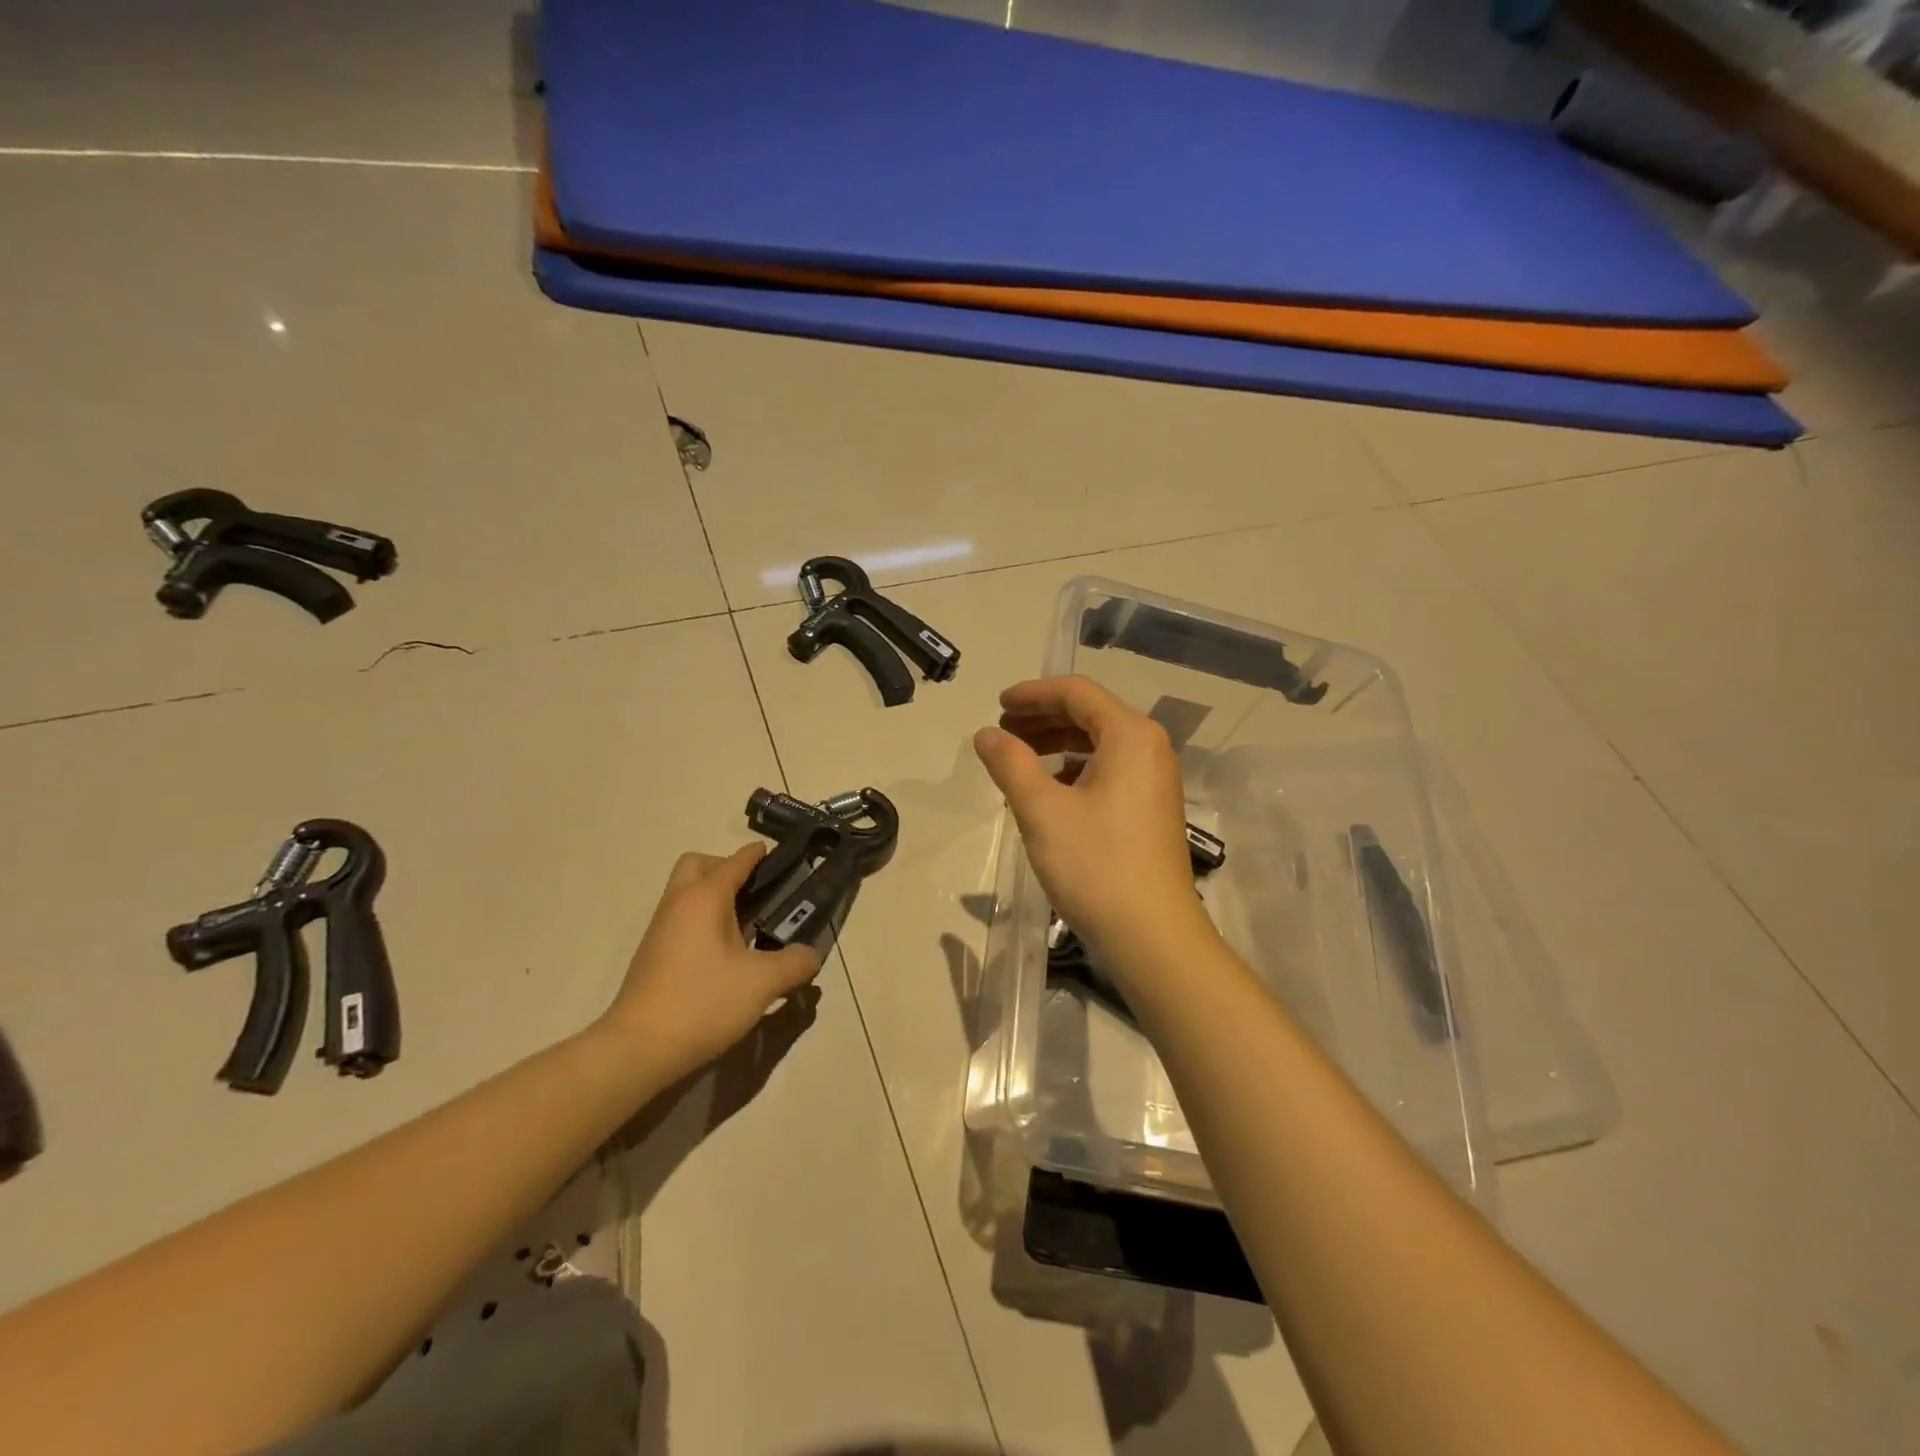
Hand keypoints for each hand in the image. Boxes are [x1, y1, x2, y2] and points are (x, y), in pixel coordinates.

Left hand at [596, 844, 821, 1079]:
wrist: (636, 1049)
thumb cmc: (702, 1003)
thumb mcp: (762, 984)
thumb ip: (794, 963)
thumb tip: (810, 954)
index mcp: (704, 898)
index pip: (735, 861)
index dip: (758, 854)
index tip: (779, 853)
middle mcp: (678, 903)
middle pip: (699, 864)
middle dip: (726, 867)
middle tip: (755, 891)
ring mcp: (660, 929)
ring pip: (685, 891)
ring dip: (713, 894)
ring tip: (746, 922)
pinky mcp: (652, 955)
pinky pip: (680, 917)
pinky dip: (701, 919)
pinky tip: (723, 951)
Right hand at [974, 676, 1215, 978]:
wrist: (1153, 936)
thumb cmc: (1095, 865)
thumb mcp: (1042, 810)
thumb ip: (1010, 764)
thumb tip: (986, 734)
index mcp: (1130, 735)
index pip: (1076, 692)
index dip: (1032, 693)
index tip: (997, 706)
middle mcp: (1150, 748)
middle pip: (1090, 714)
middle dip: (1042, 718)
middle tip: (1001, 732)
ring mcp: (1155, 780)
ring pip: (1099, 744)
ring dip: (1055, 744)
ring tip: (1017, 759)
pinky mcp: (1151, 808)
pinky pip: (1109, 770)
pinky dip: (1074, 770)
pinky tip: (1047, 791)